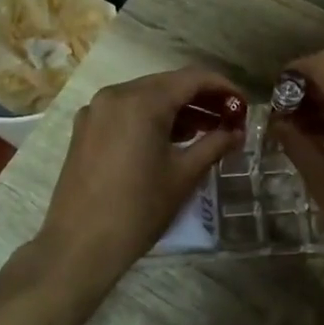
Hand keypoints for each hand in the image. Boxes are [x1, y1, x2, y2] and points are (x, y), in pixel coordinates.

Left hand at [34, 67, 245, 292]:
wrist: (79, 245)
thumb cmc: (138, 209)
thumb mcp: (183, 175)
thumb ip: (214, 145)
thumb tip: (237, 132)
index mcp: (141, 101)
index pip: (192, 78)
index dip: (223, 87)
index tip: (244, 105)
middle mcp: (115, 95)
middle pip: (168, 84)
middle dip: (201, 98)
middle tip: (229, 118)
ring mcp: (96, 110)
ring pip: (146, 97)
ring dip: (177, 109)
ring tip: (206, 131)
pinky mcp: (85, 129)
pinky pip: (126, 111)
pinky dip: (151, 118)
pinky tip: (170, 140)